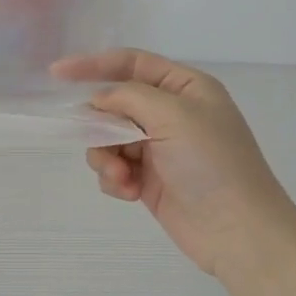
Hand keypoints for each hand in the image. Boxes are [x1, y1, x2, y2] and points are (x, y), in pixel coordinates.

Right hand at [52, 49, 295, 284]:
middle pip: (115, 104)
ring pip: (109, 139)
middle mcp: (171, 113)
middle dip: (101, 125)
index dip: (93, 65)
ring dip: (107, 157)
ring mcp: (159, 148)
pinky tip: (129, 193)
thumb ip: (128, 97)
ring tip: (122, 178)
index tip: (56, 74)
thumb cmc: (213, 162)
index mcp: (185, 87)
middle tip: (100, 142)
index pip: (131, 63)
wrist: (239, 231)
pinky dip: (114, 179)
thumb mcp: (174, 114)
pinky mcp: (149, 180)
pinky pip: (114, 168)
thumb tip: (98, 102)